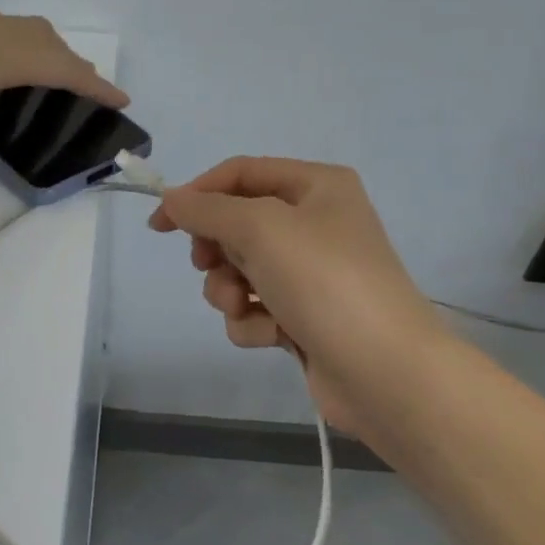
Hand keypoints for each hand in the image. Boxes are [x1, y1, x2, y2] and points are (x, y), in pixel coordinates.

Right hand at [149, 158, 446, 436]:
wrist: (384, 371)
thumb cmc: (324, 281)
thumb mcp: (261, 229)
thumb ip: (209, 210)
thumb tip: (171, 198)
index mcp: (316, 186)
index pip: (241, 174)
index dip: (197, 194)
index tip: (160, 225)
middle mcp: (316, 223)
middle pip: (237, 223)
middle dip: (218, 251)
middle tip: (209, 266)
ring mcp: (311, 273)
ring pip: (240, 271)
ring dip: (230, 291)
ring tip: (244, 307)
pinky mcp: (304, 316)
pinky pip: (256, 308)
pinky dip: (254, 321)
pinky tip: (273, 335)